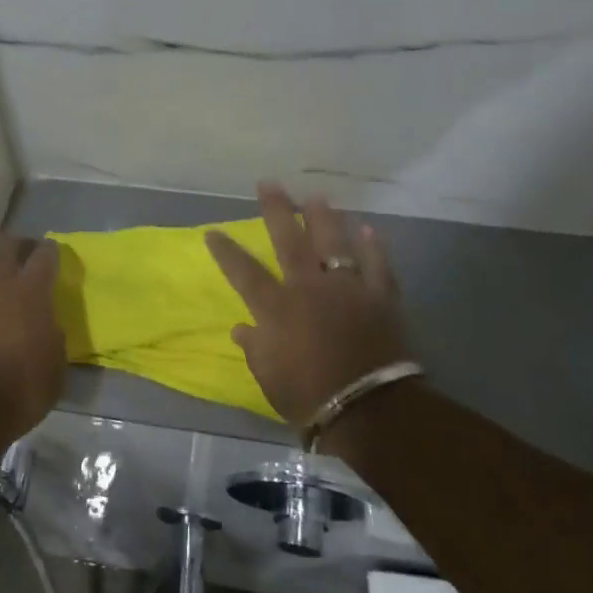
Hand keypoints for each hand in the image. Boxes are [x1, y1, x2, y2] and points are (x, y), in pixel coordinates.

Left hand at [0, 235, 67, 447]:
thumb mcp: (54, 366)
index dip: (49, 251)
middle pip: (3, 249)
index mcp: (30, 293)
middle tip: (19, 253)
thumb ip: (51, 337)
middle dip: (14, 247)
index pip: (44, 256)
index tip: (51, 250)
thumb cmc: (20, 389)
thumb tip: (45, 326)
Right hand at [205, 183, 410, 426]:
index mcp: (277, 306)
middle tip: (269, 184)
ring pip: (334, 243)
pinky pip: (377, 265)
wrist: (369, 408)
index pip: (244, 271)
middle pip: (290, 240)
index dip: (226, 251)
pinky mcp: (379, 297)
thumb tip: (241, 328)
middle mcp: (308, 287)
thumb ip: (254, 346)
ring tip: (316, 197)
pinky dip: (373, 247)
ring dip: (323, 218)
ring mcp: (346, 289)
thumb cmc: (308, 395)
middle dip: (277, 210)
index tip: (212, 231)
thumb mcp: (268, 376)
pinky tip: (367, 229)